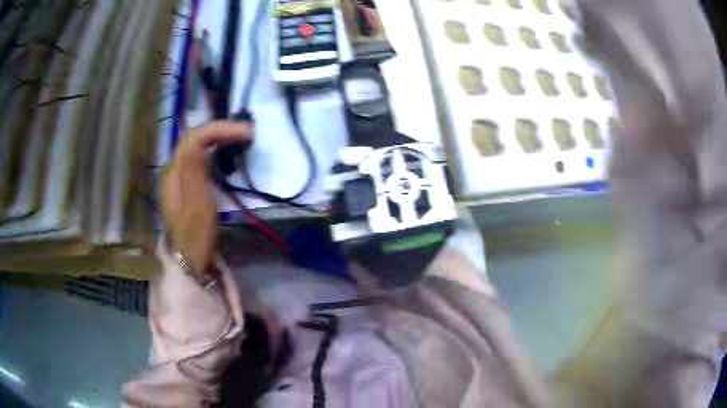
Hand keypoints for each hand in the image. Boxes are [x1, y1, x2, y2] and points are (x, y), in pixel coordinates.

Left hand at [161, 121, 253, 274]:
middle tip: (246, 133)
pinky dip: (214, 150)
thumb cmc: (196, 235)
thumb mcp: (197, 204)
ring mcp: (178, 178)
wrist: (190, 261)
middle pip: (194, 138)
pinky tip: (225, 154)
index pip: (194, 137)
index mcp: (174, 172)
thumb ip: (194, 169)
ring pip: (196, 146)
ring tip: (239, 138)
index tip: (246, 133)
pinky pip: (199, 158)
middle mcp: (173, 170)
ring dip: (218, 138)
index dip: (220, 129)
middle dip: (220, 130)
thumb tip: (199, 136)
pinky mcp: (186, 186)